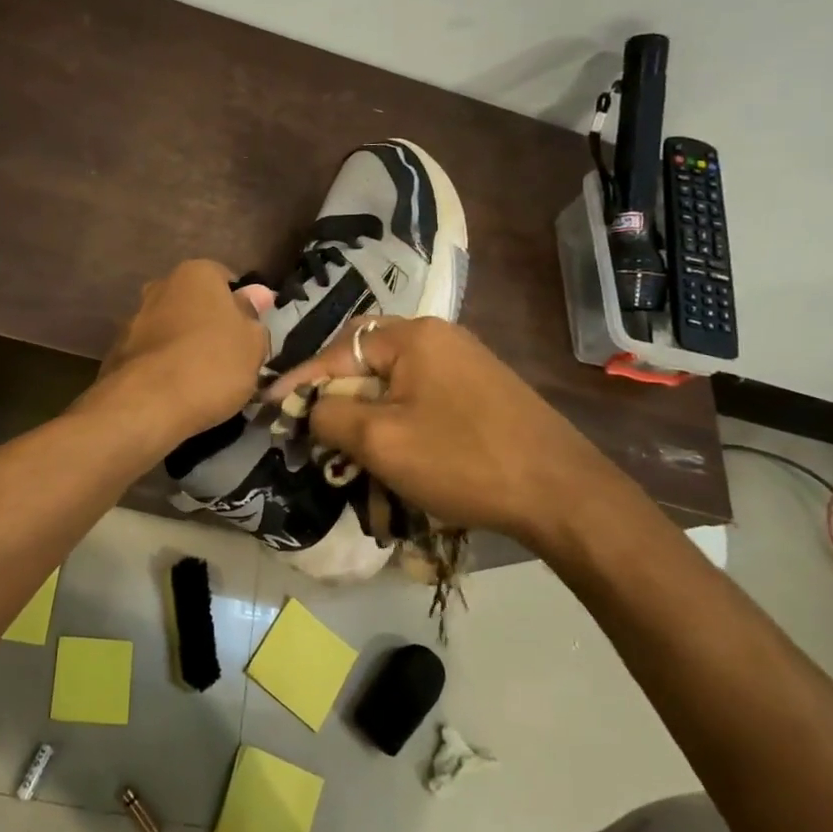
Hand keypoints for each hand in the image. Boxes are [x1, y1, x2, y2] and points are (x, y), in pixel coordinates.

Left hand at [88, 260, 269, 448]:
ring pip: (173, 330)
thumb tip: (256, 295)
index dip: (241, 307)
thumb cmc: (212, 364)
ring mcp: (134, 319)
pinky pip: (154, 355)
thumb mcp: (253, 343)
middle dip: (210, 325)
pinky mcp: (118, 352)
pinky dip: (165, 367)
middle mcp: (160, 287)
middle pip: (196, 304)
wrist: (147, 405)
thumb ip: (254, 316)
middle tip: (230, 359)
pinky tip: (177, 392)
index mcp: (195, 273)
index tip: (249, 335)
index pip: (226, 279)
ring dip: (186, 347)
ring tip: (204, 382)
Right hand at [265, 316, 631, 555]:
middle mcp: (439, 336)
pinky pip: (420, 394)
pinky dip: (395, 416)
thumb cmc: (463, 460)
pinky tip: (391, 445)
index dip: (299, 381)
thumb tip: (311, 406)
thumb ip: (329, 414)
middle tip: (310, 423)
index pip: (337, 352)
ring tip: (345, 442)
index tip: (269, 406)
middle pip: (364, 358)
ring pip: (393, 380)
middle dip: (333, 393)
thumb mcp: (380, 440)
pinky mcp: (481, 390)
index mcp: (413, 336)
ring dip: (364, 409)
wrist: (563, 494)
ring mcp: (465, 362)